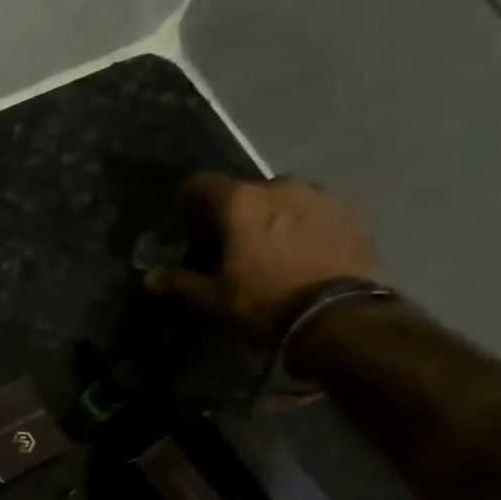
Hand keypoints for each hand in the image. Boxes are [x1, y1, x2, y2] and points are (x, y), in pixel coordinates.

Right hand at [145, 174, 380, 343]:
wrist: (338, 315)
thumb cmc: (265, 302)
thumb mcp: (214, 298)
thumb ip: (180, 281)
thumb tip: (151, 276)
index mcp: (241, 202)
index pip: (200, 185)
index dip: (183, 207)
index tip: (178, 234)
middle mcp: (280, 185)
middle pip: (243, 192)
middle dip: (229, 215)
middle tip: (223, 246)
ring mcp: (319, 194)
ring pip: (281, 199)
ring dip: (267, 217)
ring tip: (265, 250)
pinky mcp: (350, 210)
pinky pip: (313, 210)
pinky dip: (299, 225)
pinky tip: (298, 253)